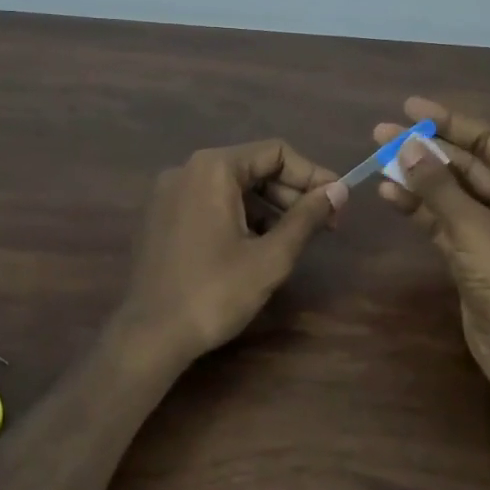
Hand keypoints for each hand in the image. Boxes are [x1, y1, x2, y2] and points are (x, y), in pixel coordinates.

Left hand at [113, 140, 346, 369]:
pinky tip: (259, 246)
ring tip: (296, 239)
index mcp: (213, 168)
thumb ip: (307, 218)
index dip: (313, 174)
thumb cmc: (214, 293)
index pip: (276, 153)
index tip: (338, 202)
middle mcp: (188, 169)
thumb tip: (339, 190)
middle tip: (325, 225)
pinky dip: (241, 216)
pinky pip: (211, 202)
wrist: (149, 336)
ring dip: (269, 207)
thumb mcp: (271, 257)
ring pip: (233, 187)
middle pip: (254, 167)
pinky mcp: (162, 216)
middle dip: (292, 193)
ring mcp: (170, 193)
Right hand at [375, 98, 489, 413]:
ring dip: (417, 179)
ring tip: (377, 160)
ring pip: (450, 194)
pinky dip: (419, 209)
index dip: (447, 122)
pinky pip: (444, 222)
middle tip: (381, 134)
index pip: (487, 140)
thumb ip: (437, 184)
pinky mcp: (474, 256)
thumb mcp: (473, 225)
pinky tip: (389, 194)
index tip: (409, 107)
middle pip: (465, 165)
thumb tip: (406, 146)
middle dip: (425, 151)